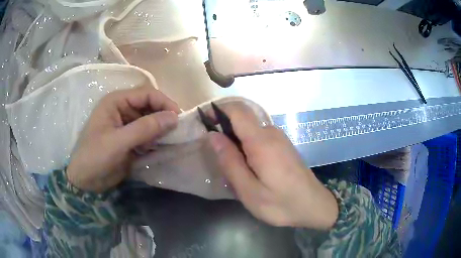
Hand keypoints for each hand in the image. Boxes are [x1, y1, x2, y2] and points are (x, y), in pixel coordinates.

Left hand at [67, 86, 179, 192]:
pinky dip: (156, 140)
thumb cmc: (95, 157)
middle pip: (150, 106)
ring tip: (170, 141)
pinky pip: (148, 135)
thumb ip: (145, 128)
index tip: (179, 118)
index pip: (146, 94)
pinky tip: (160, 148)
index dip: (164, 103)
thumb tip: (174, 117)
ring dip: (161, 130)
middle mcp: (123, 109)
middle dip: (164, 117)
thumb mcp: (118, 142)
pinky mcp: (130, 139)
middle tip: (177, 132)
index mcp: (116, 102)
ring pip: (151, 121)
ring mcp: (127, 125)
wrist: (85, 181)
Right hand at [208, 104, 337, 229]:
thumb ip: (230, 161)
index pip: (238, 110)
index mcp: (261, 141)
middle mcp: (271, 133)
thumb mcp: (249, 190)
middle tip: (218, 158)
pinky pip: (260, 138)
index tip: (204, 121)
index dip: (219, 109)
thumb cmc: (281, 203)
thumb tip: (213, 135)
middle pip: (243, 119)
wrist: (314, 206)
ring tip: (234, 168)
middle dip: (225, 131)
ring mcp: (280, 138)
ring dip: (237, 142)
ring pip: (250, 130)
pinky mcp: (284, 146)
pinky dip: (248, 146)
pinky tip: (250, 169)